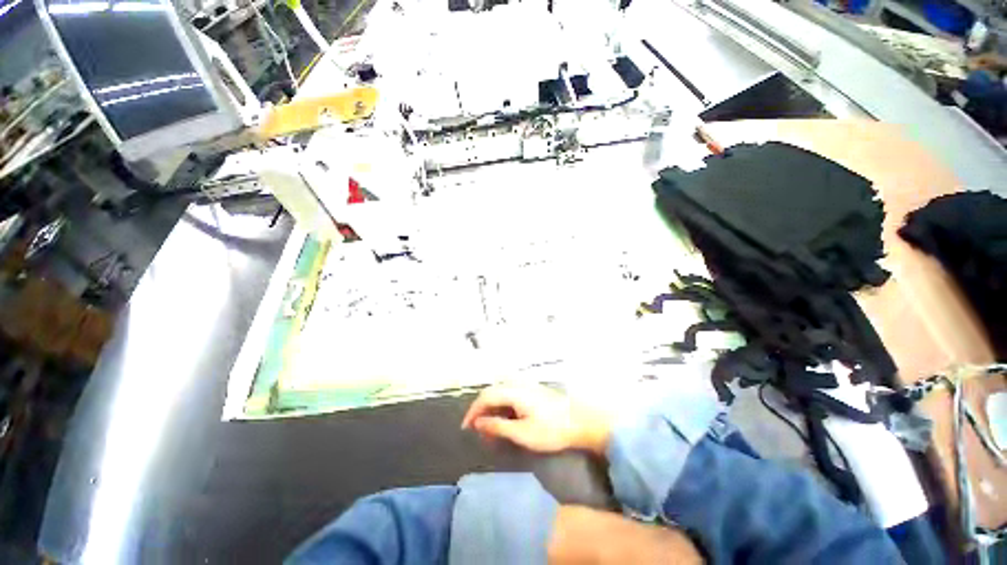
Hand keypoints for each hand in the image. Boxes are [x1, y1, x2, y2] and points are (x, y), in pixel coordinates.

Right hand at [461, 383, 611, 454]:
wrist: (581, 422)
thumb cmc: (552, 430)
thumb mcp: (523, 433)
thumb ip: (498, 427)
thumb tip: (478, 423)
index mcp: (514, 391)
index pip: (486, 396)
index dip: (473, 411)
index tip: (466, 428)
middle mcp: (518, 384)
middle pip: (492, 392)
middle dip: (482, 411)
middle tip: (479, 432)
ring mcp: (526, 385)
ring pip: (501, 393)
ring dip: (492, 409)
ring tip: (490, 429)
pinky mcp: (532, 391)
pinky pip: (510, 395)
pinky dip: (502, 407)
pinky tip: (505, 420)